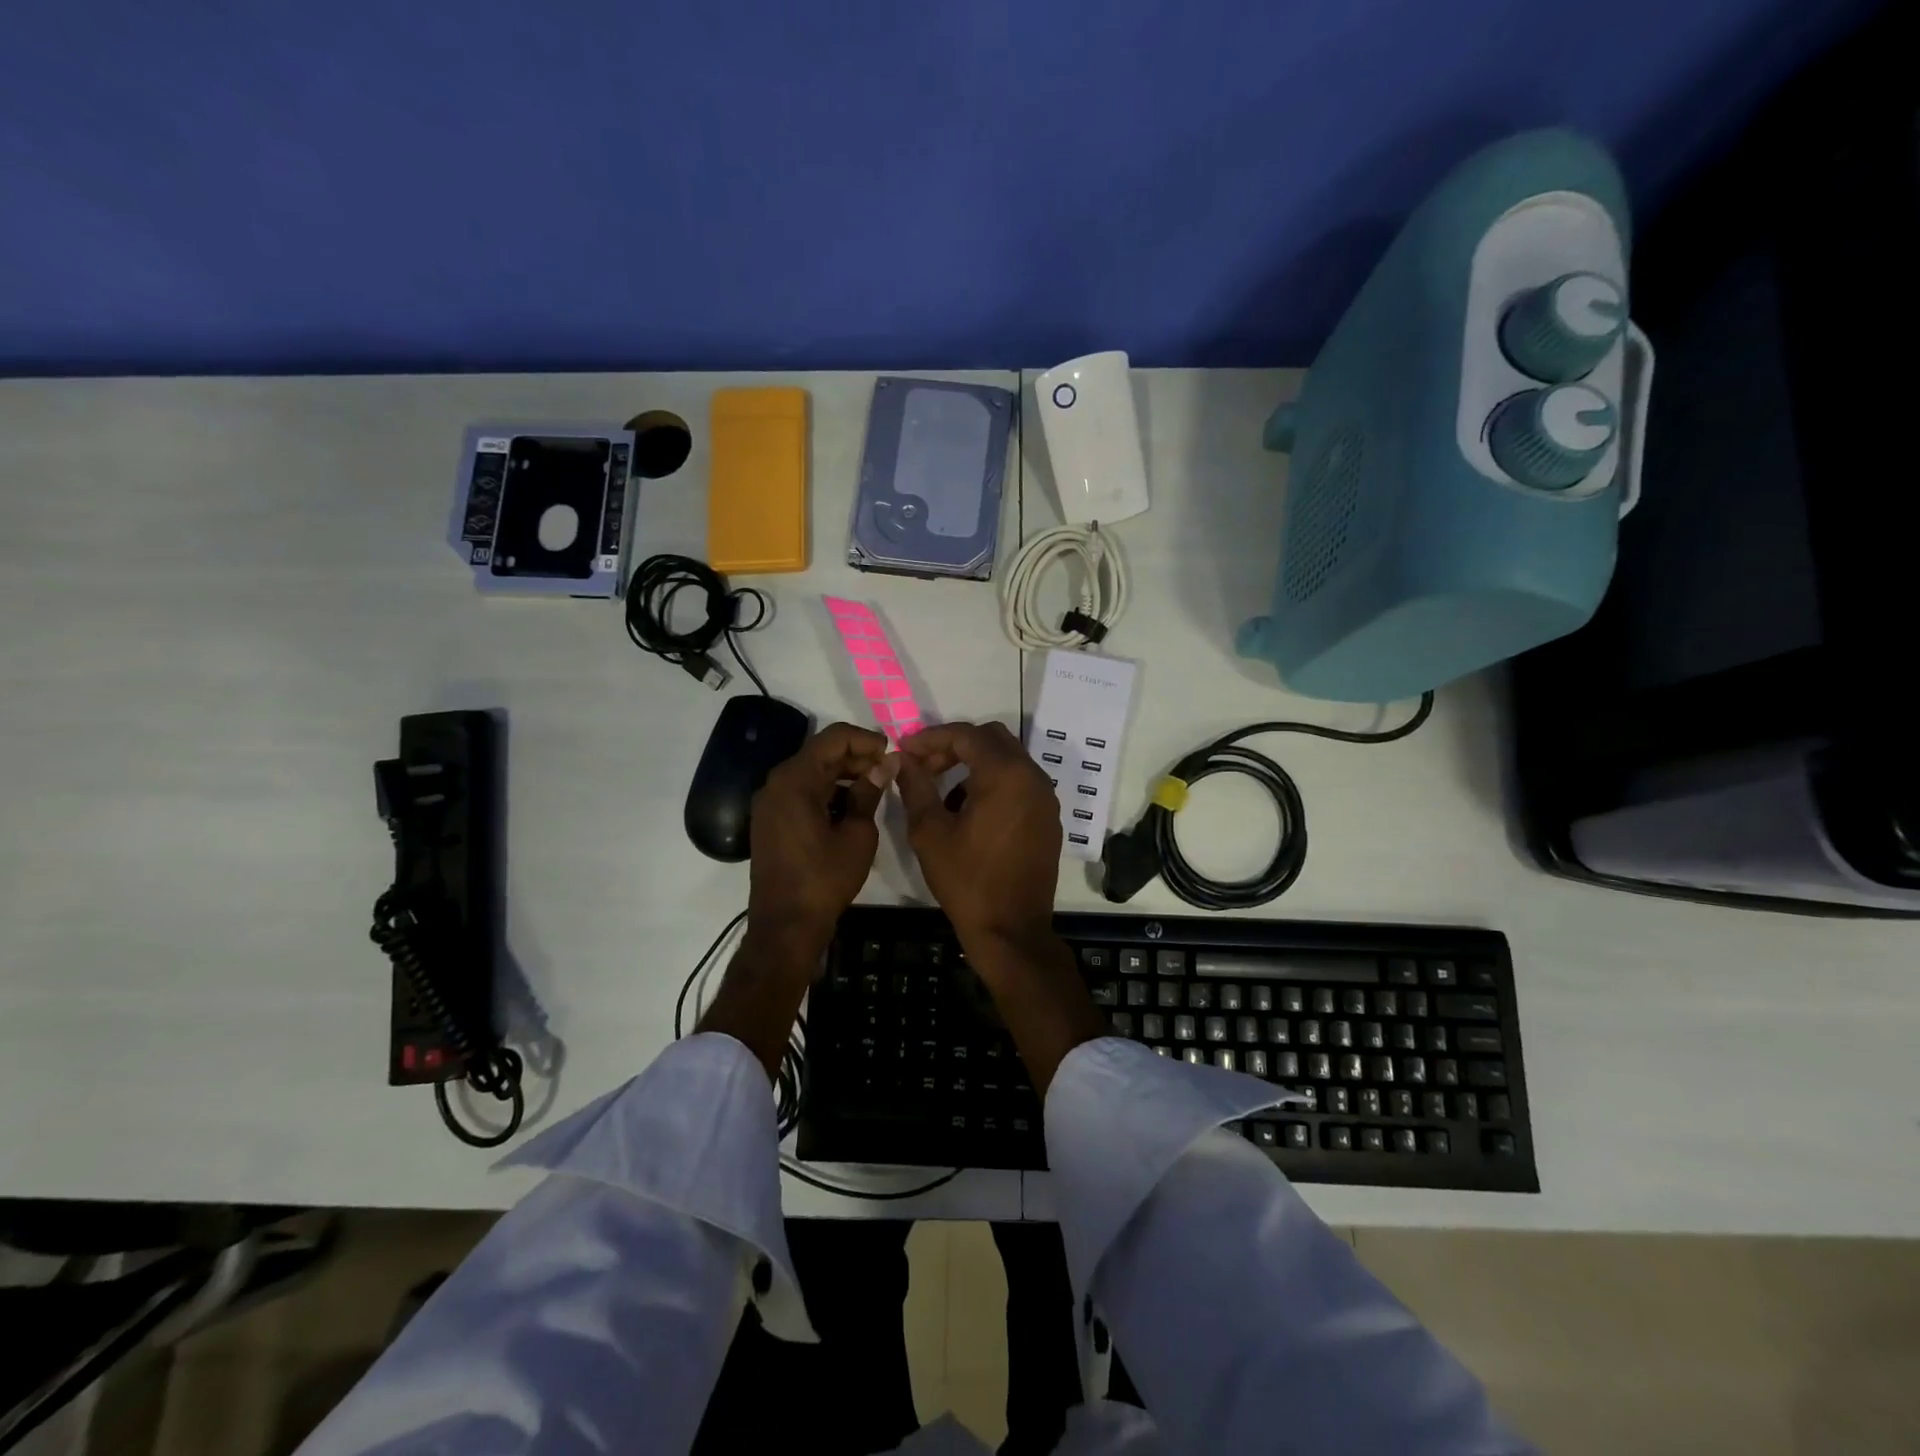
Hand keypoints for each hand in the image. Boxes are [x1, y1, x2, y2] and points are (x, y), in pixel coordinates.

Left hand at [748, 722, 893, 964]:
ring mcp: (770, 802)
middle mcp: (776, 783)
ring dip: (843, 773)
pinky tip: (852, 805)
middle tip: (887, 770)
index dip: (865, 740)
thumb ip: (869, 792)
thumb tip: (886, 764)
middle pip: (820, 753)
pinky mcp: (771, 820)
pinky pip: (802, 791)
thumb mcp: (857, 834)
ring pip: (812, 772)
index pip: (833, 739)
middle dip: (856, 756)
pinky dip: (827, 791)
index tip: (891, 753)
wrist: (786, 925)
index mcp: (795, 781)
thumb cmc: (825, 878)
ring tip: (875, 787)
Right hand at [898, 721, 1102, 1091]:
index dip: (931, 738)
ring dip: (974, 764)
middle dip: (955, 746)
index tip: (905, 751)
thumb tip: (903, 761)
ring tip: (942, 790)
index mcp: (1006, 775)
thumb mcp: (930, 833)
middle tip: (924, 766)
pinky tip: (968, 810)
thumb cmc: (967, 881)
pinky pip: (1019, 783)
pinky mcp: (1048, 818)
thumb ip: (916, 787)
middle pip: (991, 739)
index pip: (966, 735)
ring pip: (1007, 760)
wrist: (1011, 930)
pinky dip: (993, 782)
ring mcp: (1046, 798)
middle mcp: (1033, 778)